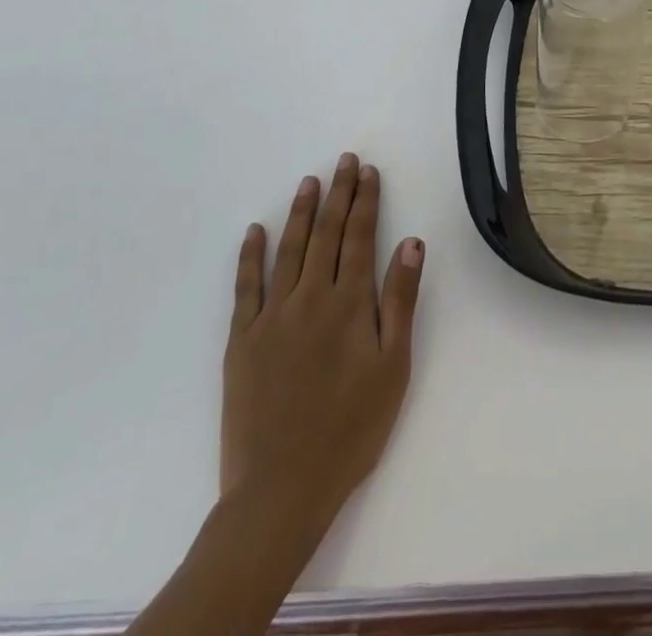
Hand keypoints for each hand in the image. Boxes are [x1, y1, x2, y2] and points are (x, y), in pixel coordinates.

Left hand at [220, 154, 424, 535]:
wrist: (280, 490)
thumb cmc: (350, 429)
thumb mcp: (393, 367)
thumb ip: (400, 300)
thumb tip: (410, 242)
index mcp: (350, 303)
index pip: (360, 237)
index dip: (365, 200)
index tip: (368, 171)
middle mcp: (311, 298)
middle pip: (326, 234)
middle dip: (337, 194)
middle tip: (344, 161)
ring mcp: (272, 317)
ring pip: (288, 250)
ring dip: (300, 212)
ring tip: (308, 182)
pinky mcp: (241, 341)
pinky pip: (245, 288)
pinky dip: (250, 256)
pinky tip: (254, 231)